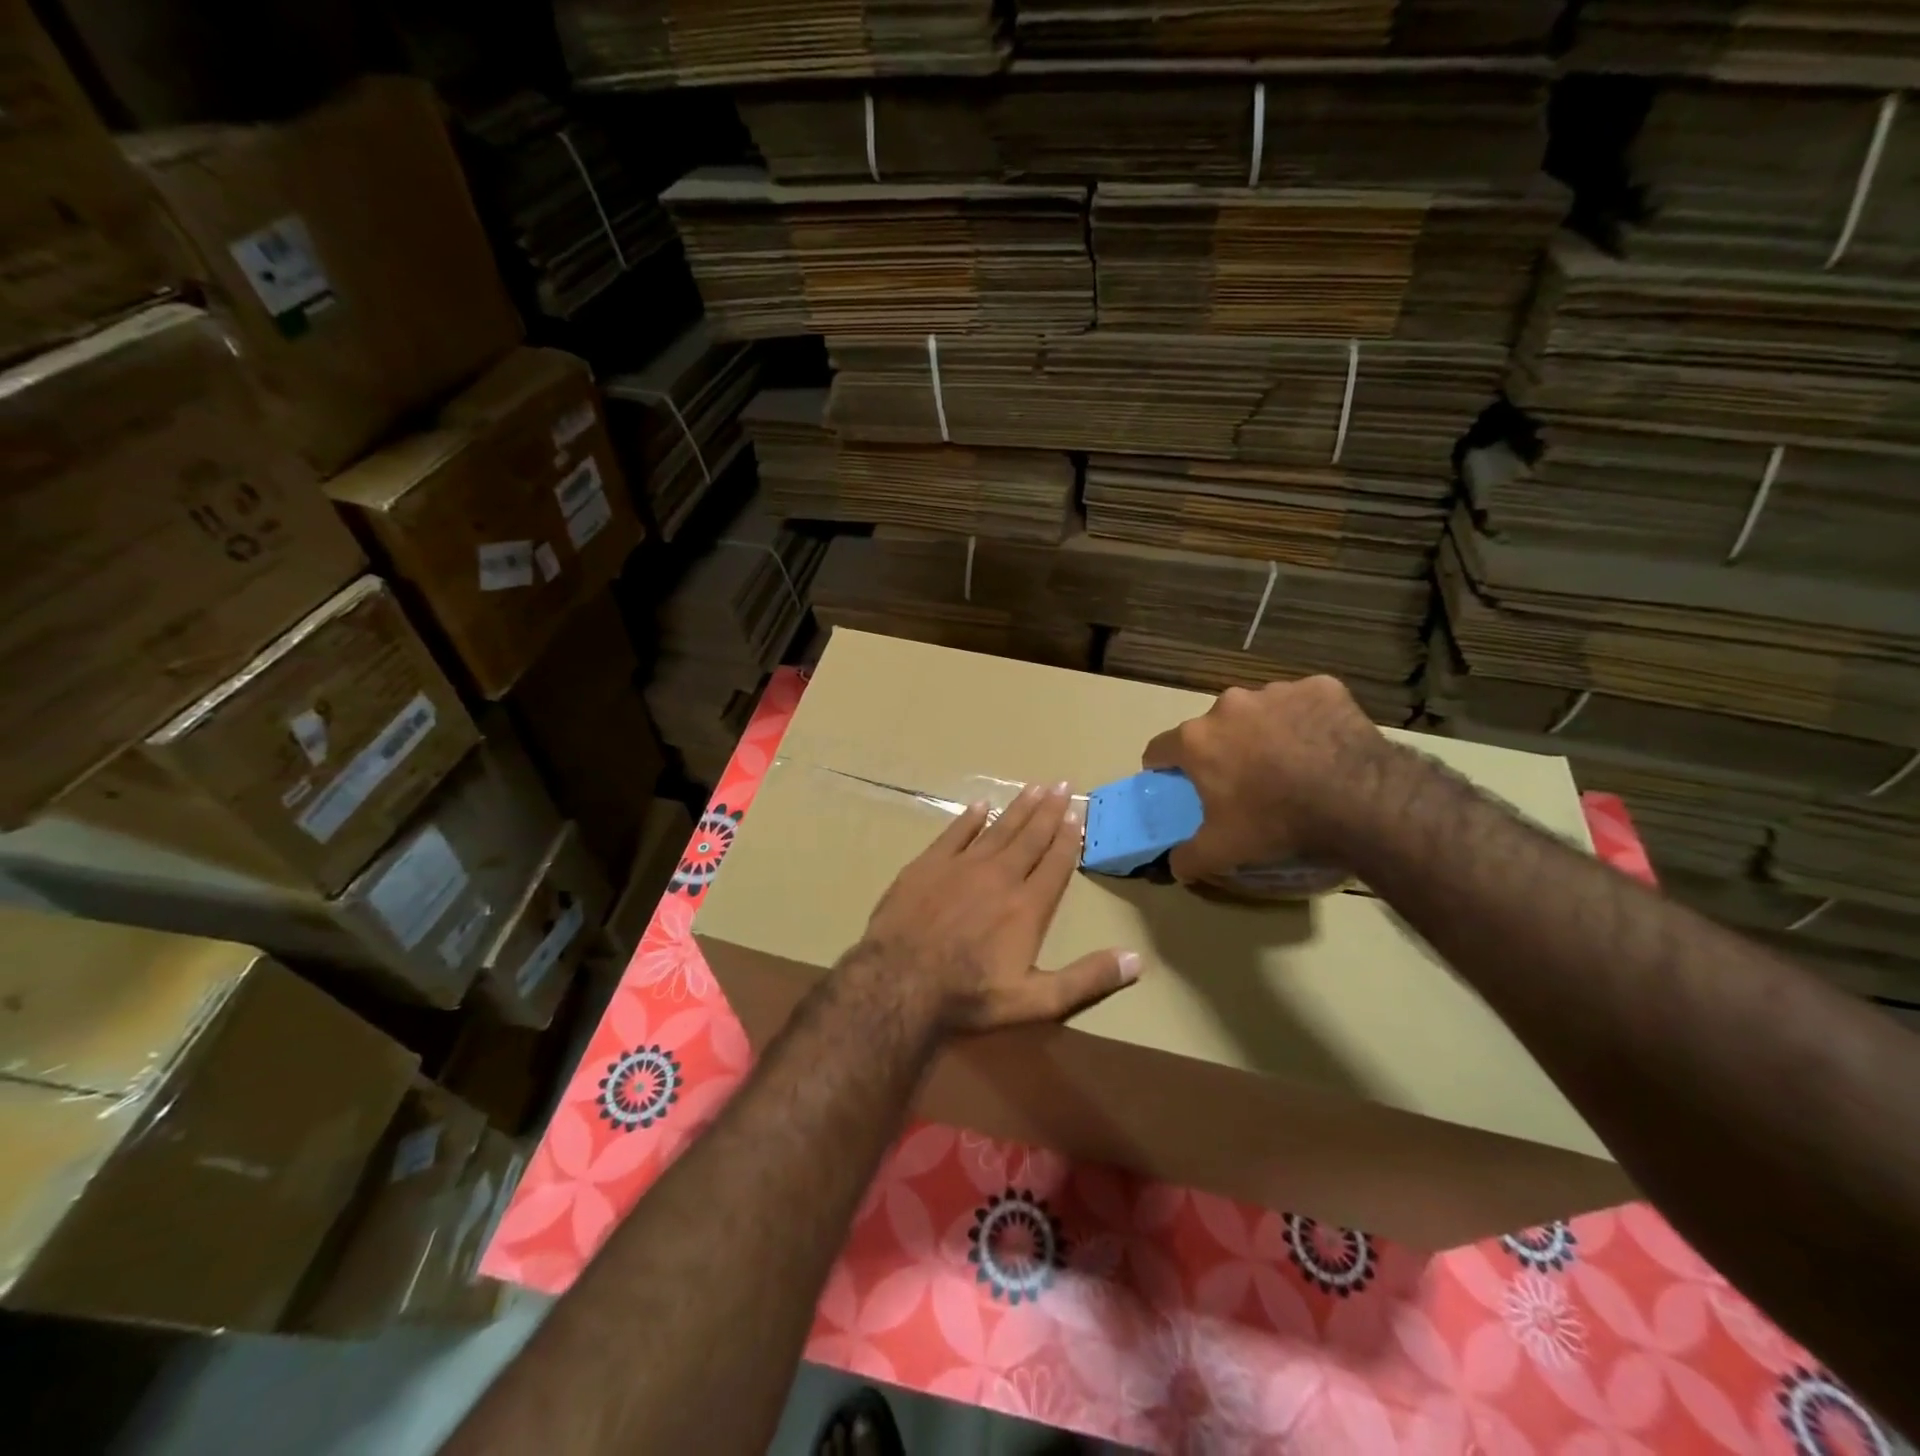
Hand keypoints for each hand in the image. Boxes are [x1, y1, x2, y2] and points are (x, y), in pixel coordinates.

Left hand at [858, 781, 1140, 1035]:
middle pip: (1030, 837)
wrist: (899, 982)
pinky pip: (955, 833)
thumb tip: (1137, 960)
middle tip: (1062, 784)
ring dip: (1018, 808)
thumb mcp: (1036, 1001)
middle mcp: (1000, 876)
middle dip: (1049, 811)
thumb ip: (1086, 979)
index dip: (1069, 837)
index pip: (1055, 864)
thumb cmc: (969, 996)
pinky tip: (981, 806)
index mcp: (1028, 906)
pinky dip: (970, 819)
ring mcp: (962, 866)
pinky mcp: (928, 864)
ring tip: (1035, 787)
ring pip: (998, 829)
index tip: (1078, 814)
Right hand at [1141, 677, 1386, 882]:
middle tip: (1245, 781)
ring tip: (1292, 765)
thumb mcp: (1223, 850)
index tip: (1178, 783)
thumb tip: (1176, 865)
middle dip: (1223, 749)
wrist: (1359, 799)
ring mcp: (1276, 692)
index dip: (1164, 768)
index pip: (1160, 748)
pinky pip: (1304, 703)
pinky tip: (1324, 747)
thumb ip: (1188, 857)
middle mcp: (1229, 705)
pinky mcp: (1320, 688)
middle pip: (1214, 727)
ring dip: (1265, 733)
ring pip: (1259, 712)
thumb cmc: (1277, 822)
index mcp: (1197, 739)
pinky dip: (1307, 721)